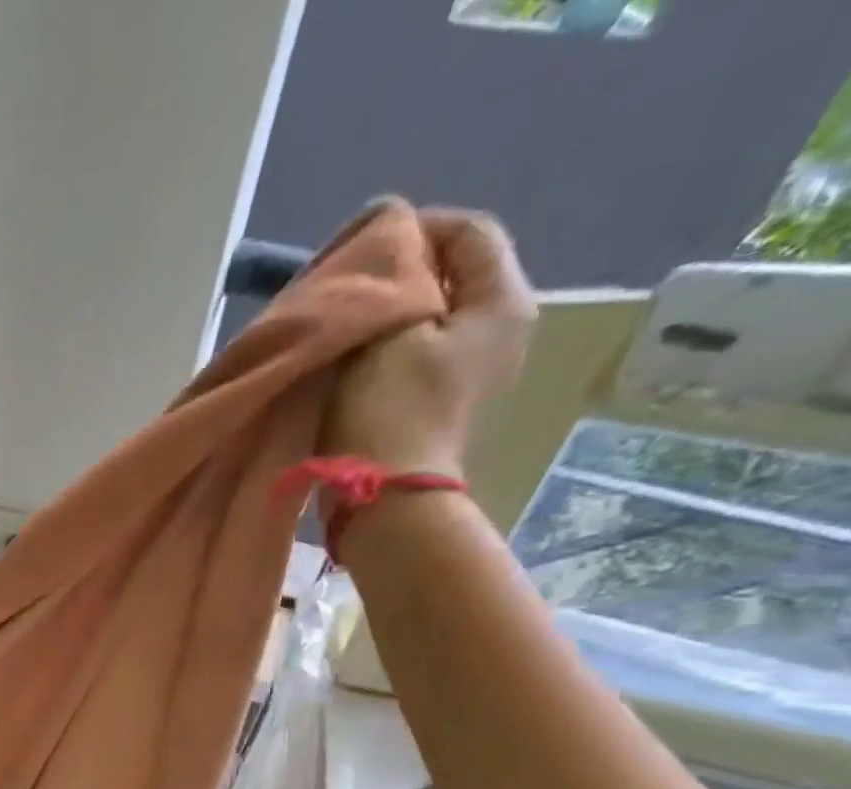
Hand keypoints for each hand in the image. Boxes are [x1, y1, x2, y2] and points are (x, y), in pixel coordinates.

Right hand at [324, 208, 537, 479]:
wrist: (386, 498)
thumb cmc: (388, 409)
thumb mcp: (390, 327)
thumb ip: (394, 275)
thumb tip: (389, 245)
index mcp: (501, 301)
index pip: (468, 231)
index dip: (414, 228)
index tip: (362, 246)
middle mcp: (502, 328)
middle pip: (453, 273)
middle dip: (402, 272)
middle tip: (351, 285)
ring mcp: (475, 369)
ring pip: (433, 314)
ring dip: (391, 312)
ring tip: (348, 320)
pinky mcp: (445, 400)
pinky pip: (420, 350)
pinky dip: (390, 344)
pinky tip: (357, 356)